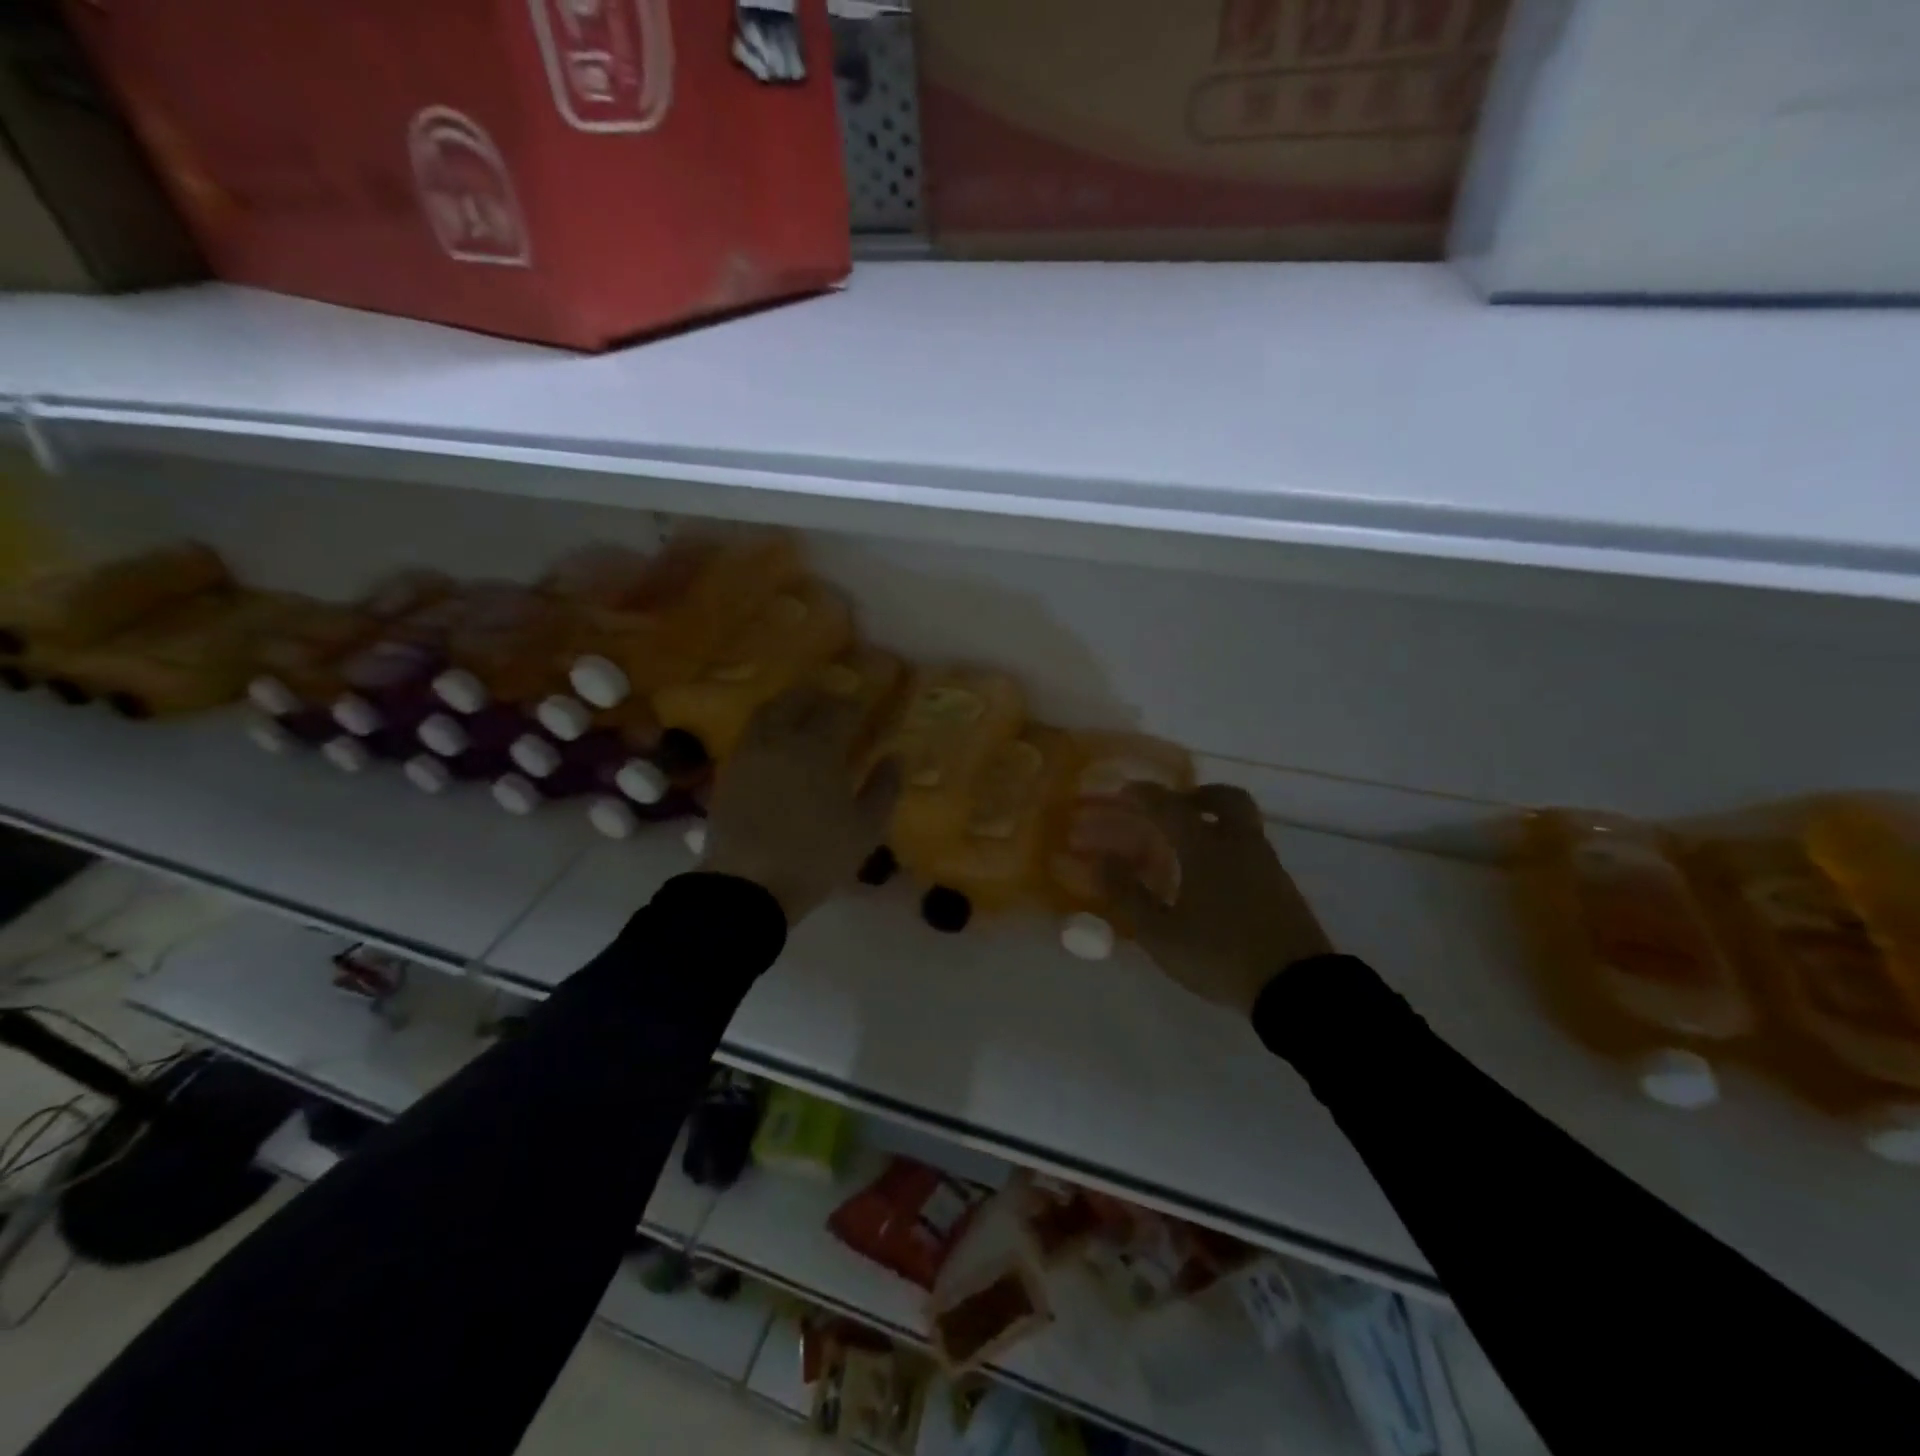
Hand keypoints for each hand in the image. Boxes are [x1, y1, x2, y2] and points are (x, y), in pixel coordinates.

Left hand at [699, 686, 899, 923]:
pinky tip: (780, 745)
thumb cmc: (815, 856)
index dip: (858, 703)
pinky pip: (752, 733)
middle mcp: (781, 739)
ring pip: (769, 711)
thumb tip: (896, 756)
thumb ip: (885, 787)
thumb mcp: (866, 829)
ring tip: (807, 717)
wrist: (747, 886)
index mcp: (818, 748)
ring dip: (791, 706)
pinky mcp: (729, 771)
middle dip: (822, 695)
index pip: (841, 709)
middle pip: (799, 699)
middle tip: (838, 704)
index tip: (870, 706)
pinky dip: (769, 727)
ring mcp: (750, 753)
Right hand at [1097, 783, 1333, 1016]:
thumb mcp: (1161, 935)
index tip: (1125, 791)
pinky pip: (1253, 850)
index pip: (1172, 807)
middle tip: (1175, 807)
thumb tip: (1102, 859)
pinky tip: (1216, 878)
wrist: (1297, 989)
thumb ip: (1129, 895)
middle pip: (1226, 799)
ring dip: (1216, 822)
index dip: (1146, 796)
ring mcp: (1268, 865)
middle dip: (1198, 795)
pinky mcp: (1284, 888)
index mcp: (1207, 849)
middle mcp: (1240, 846)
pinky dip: (1231, 847)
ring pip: (1243, 824)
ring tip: (1190, 847)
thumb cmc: (1220, 956)